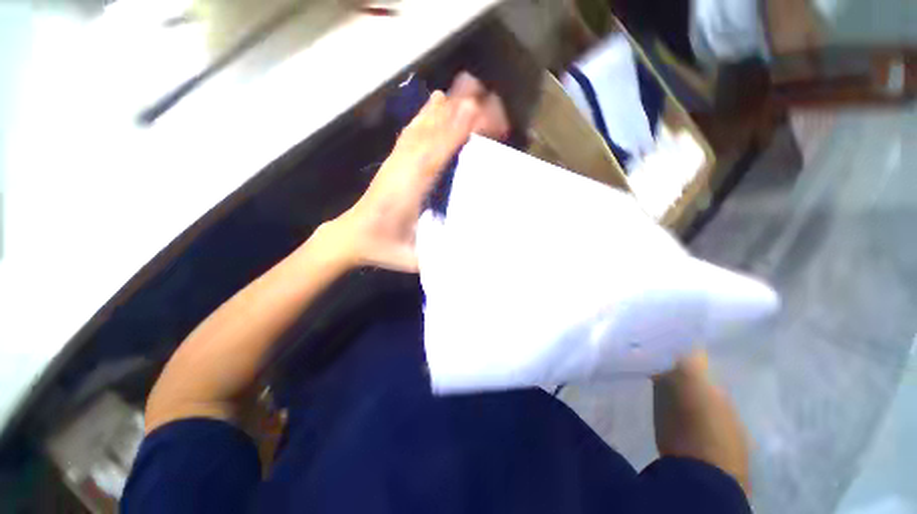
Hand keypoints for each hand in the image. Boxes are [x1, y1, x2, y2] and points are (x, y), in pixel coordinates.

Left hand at [328, 91, 480, 271]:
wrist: (354, 236)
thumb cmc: (385, 248)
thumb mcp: (413, 258)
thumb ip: (438, 257)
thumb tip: (471, 254)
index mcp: (410, 190)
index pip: (435, 154)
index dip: (456, 133)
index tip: (479, 114)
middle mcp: (404, 168)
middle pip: (432, 133)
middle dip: (458, 113)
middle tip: (485, 97)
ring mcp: (397, 161)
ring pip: (421, 127)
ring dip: (444, 108)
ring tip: (466, 90)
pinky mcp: (394, 160)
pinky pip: (411, 132)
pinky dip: (425, 115)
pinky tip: (435, 102)